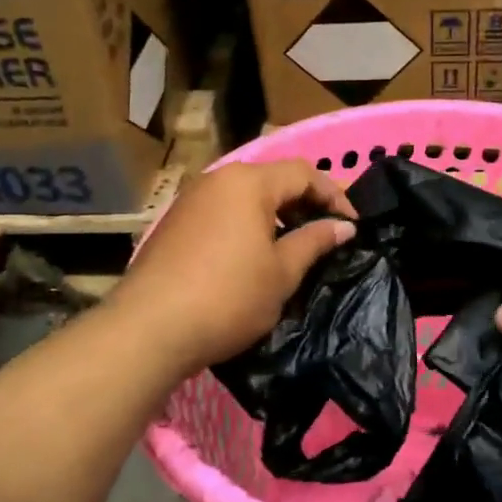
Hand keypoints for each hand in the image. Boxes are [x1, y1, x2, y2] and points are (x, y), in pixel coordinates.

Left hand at [117, 160, 355, 373]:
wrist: (150, 328)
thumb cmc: (229, 297)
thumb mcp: (282, 273)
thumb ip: (314, 241)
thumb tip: (343, 226)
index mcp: (248, 183)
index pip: (303, 173)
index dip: (334, 195)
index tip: (352, 225)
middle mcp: (218, 179)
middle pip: (272, 179)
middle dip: (304, 202)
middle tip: (325, 233)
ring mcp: (191, 200)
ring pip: (245, 196)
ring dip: (275, 214)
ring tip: (293, 246)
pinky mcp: (174, 223)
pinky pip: (222, 212)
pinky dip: (247, 224)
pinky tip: (253, 256)